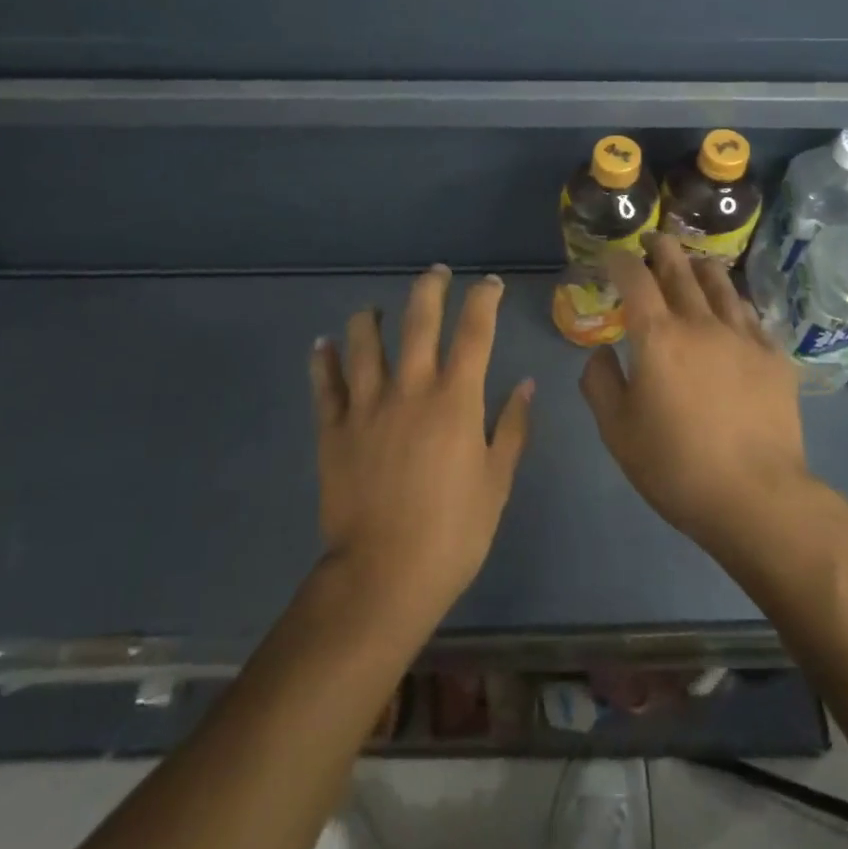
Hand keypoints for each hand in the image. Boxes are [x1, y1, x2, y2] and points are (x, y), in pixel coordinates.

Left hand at [310, 266, 533, 623]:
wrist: (384, 575)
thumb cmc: (454, 531)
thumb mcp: (497, 481)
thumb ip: (512, 427)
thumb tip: (525, 384)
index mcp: (455, 399)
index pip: (474, 331)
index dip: (484, 299)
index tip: (489, 284)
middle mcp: (410, 388)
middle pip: (418, 320)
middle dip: (430, 287)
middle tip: (436, 273)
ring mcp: (366, 405)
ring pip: (364, 342)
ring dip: (371, 318)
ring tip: (375, 311)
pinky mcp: (333, 429)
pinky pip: (325, 384)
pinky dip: (323, 360)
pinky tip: (323, 345)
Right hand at [581, 234, 811, 551]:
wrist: (756, 497)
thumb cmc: (675, 466)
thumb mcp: (616, 431)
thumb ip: (599, 382)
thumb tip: (601, 352)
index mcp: (658, 336)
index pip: (635, 278)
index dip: (620, 261)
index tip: (612, 257)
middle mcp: (700, 322)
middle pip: (680, 268)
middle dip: (661, 248)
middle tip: (652, 241)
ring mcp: (743, 336)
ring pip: (720, 284)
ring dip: (700, 267)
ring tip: (692, 264)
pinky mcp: (773, 356)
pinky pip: (750, 314)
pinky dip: (733, 303)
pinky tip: (731, 310)